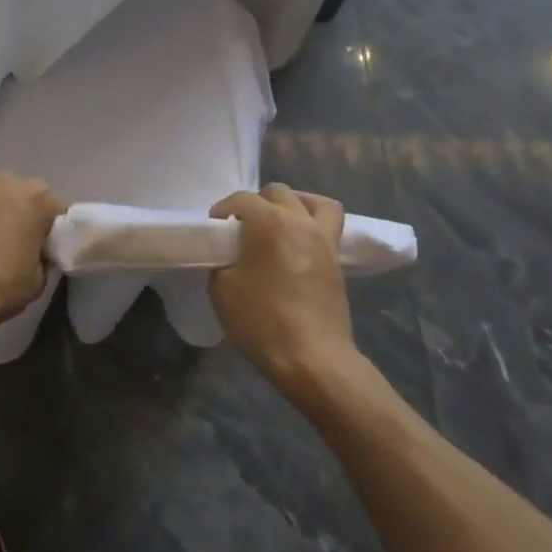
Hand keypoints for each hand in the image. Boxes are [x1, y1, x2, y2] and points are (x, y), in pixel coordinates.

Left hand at [0, 172, 61, 344]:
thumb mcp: (37, 281)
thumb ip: (43, 256)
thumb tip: (35, 251)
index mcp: (38, 198)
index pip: (55, 208)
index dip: (50, 229)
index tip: (42, 247)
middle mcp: (9, 179)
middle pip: (22, 194)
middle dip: (19, 212)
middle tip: (9, 240)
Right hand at [209, 184, 355, 392]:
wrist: (312, 359)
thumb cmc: (262, 321)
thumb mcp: (222, 289)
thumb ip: (221, 261)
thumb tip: (228, 255)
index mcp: (268, 221)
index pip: (240, 199)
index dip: (222, 211)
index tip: (214, 230)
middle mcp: (298, 220)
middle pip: (276, 192)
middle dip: (256, 204)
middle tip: (243, 229)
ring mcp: (323, 238)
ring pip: (311, 201)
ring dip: (292, 204)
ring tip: (278, 223)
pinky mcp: (337, 259)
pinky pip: (329, 224)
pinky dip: (314, 222)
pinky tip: (299, 241)